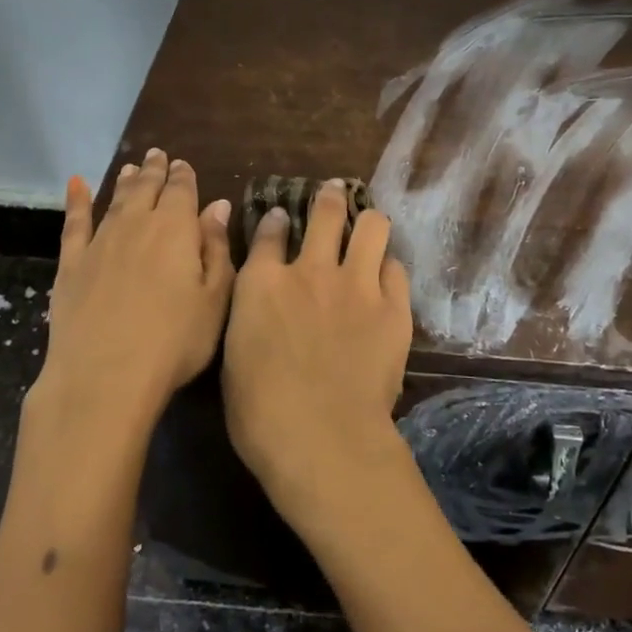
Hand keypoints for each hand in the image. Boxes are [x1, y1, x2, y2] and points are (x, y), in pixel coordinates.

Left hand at [32, 149, 234, 441]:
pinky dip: (76, 201)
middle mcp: (137, 225)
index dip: (184, 176)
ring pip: (115, 200)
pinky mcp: (71, 265)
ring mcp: (100, 243)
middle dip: (155, 171)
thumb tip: (218, 206)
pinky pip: (74, 223)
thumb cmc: (175, 341)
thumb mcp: (215, 298)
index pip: (182, 191)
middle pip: (147, 189)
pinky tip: (76, 184)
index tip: (184, 164)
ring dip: (125, 182)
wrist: (105, 376)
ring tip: (131, 167)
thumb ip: (217, 247)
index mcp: (176, 230)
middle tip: (158, 155)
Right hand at [221, 179, 413, 529]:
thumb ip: (250, 315)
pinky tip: (385, 279)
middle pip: (325, 212)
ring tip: (368, 228)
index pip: (269, 232)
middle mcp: (310, 270)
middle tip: (334, 195)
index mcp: (262, 283)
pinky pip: (396, 269)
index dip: (276, 220)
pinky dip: (388, 269)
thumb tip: (261, 301)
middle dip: (329, 199)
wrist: (321, 436)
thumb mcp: (235, 355)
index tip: (281, 216)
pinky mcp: (393, 307)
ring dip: (368, 223)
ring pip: (372, 226)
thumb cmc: (260, 411)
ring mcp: (356, 284)